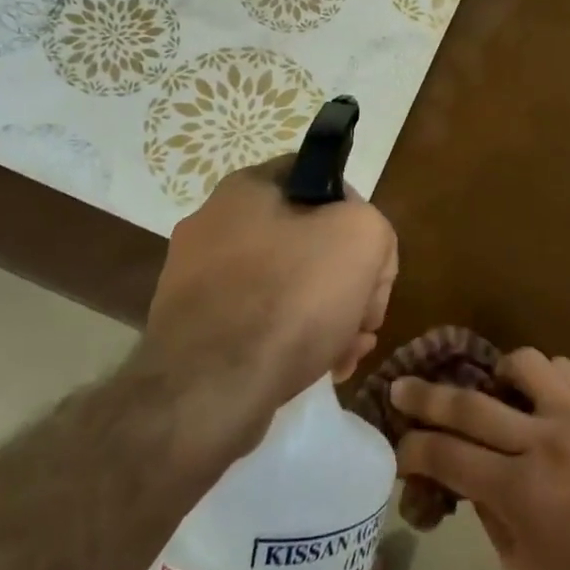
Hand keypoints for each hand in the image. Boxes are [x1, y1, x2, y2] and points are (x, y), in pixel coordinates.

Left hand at [143, 159, 396, 448]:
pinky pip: (259, 321)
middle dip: (348, 279)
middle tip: (366, 318)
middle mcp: (215, 224)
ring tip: (349, 352)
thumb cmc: (291, 297)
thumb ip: (373, 225)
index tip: (371, 257)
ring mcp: (199, 279)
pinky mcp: (195, 328)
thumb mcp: (362, 238)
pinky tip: (322, 368)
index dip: (358, 213)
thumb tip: (357, 250)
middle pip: (309, 240)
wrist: (210, 390)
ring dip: (328, 314)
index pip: (321, 178)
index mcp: (247, 188)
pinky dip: (294, 339)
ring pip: (288, 285)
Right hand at [393, 350, 569, 569]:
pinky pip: (564, 369)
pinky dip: (543, 378)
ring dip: (496, 376)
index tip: (398, 445)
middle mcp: (542, 441)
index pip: (446, 456)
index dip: (413, 449)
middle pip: (468, 404)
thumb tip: (469, 484)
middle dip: (425, 396)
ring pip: (521, 365)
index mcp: (519, 492)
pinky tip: (543, 397)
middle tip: (401, 387)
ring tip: (496, 392)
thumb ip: (493, 522)